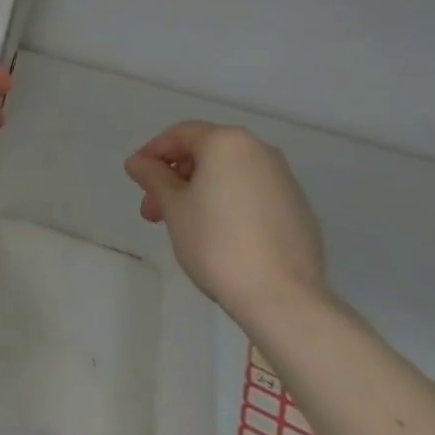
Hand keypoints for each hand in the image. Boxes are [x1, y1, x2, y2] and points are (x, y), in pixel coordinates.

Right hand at [125, 121, 331, 329]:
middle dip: (175, 179)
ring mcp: (284, 181)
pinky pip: (253, 196)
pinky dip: (230, 205)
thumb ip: (153, 177)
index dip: (152, 153)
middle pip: (206, 154)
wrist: (283, 299)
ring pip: (230, 175)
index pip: (180, 135)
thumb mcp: (174, 207)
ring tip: (184, 226)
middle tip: (153, 211)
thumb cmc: (217, 243)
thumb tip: (137, 162)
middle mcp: (260, 151)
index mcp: (228, 142)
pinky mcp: (299, 211)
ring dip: (200, 192)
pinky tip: (221, 237)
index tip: (136, 178)